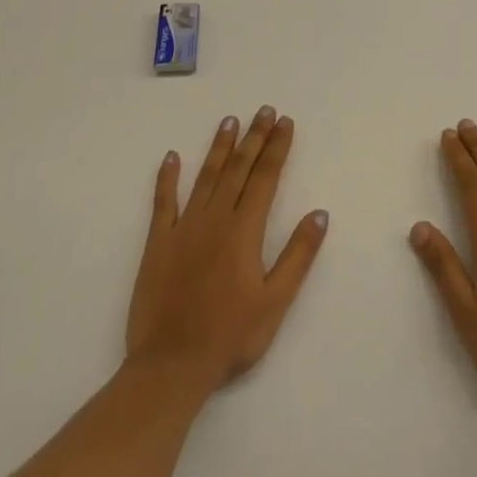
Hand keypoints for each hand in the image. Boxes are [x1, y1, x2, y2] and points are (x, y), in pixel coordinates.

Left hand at [126, 106, 328, 398]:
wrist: (170, 366)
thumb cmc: (230, 337)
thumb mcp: (275, 301)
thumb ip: (298, 255)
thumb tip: (319, 213)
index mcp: (244, 231)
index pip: (265, 178)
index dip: (277, 148)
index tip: (285, 122)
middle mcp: (215, 219)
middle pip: (238, 169)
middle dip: (254, 138)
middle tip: (264, 110)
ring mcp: (183, 229)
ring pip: (205, 177)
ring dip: (218, 148)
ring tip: (230, 121)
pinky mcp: (157, 244)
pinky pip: (163, 203)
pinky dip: (167, 178)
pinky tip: (170, 157)